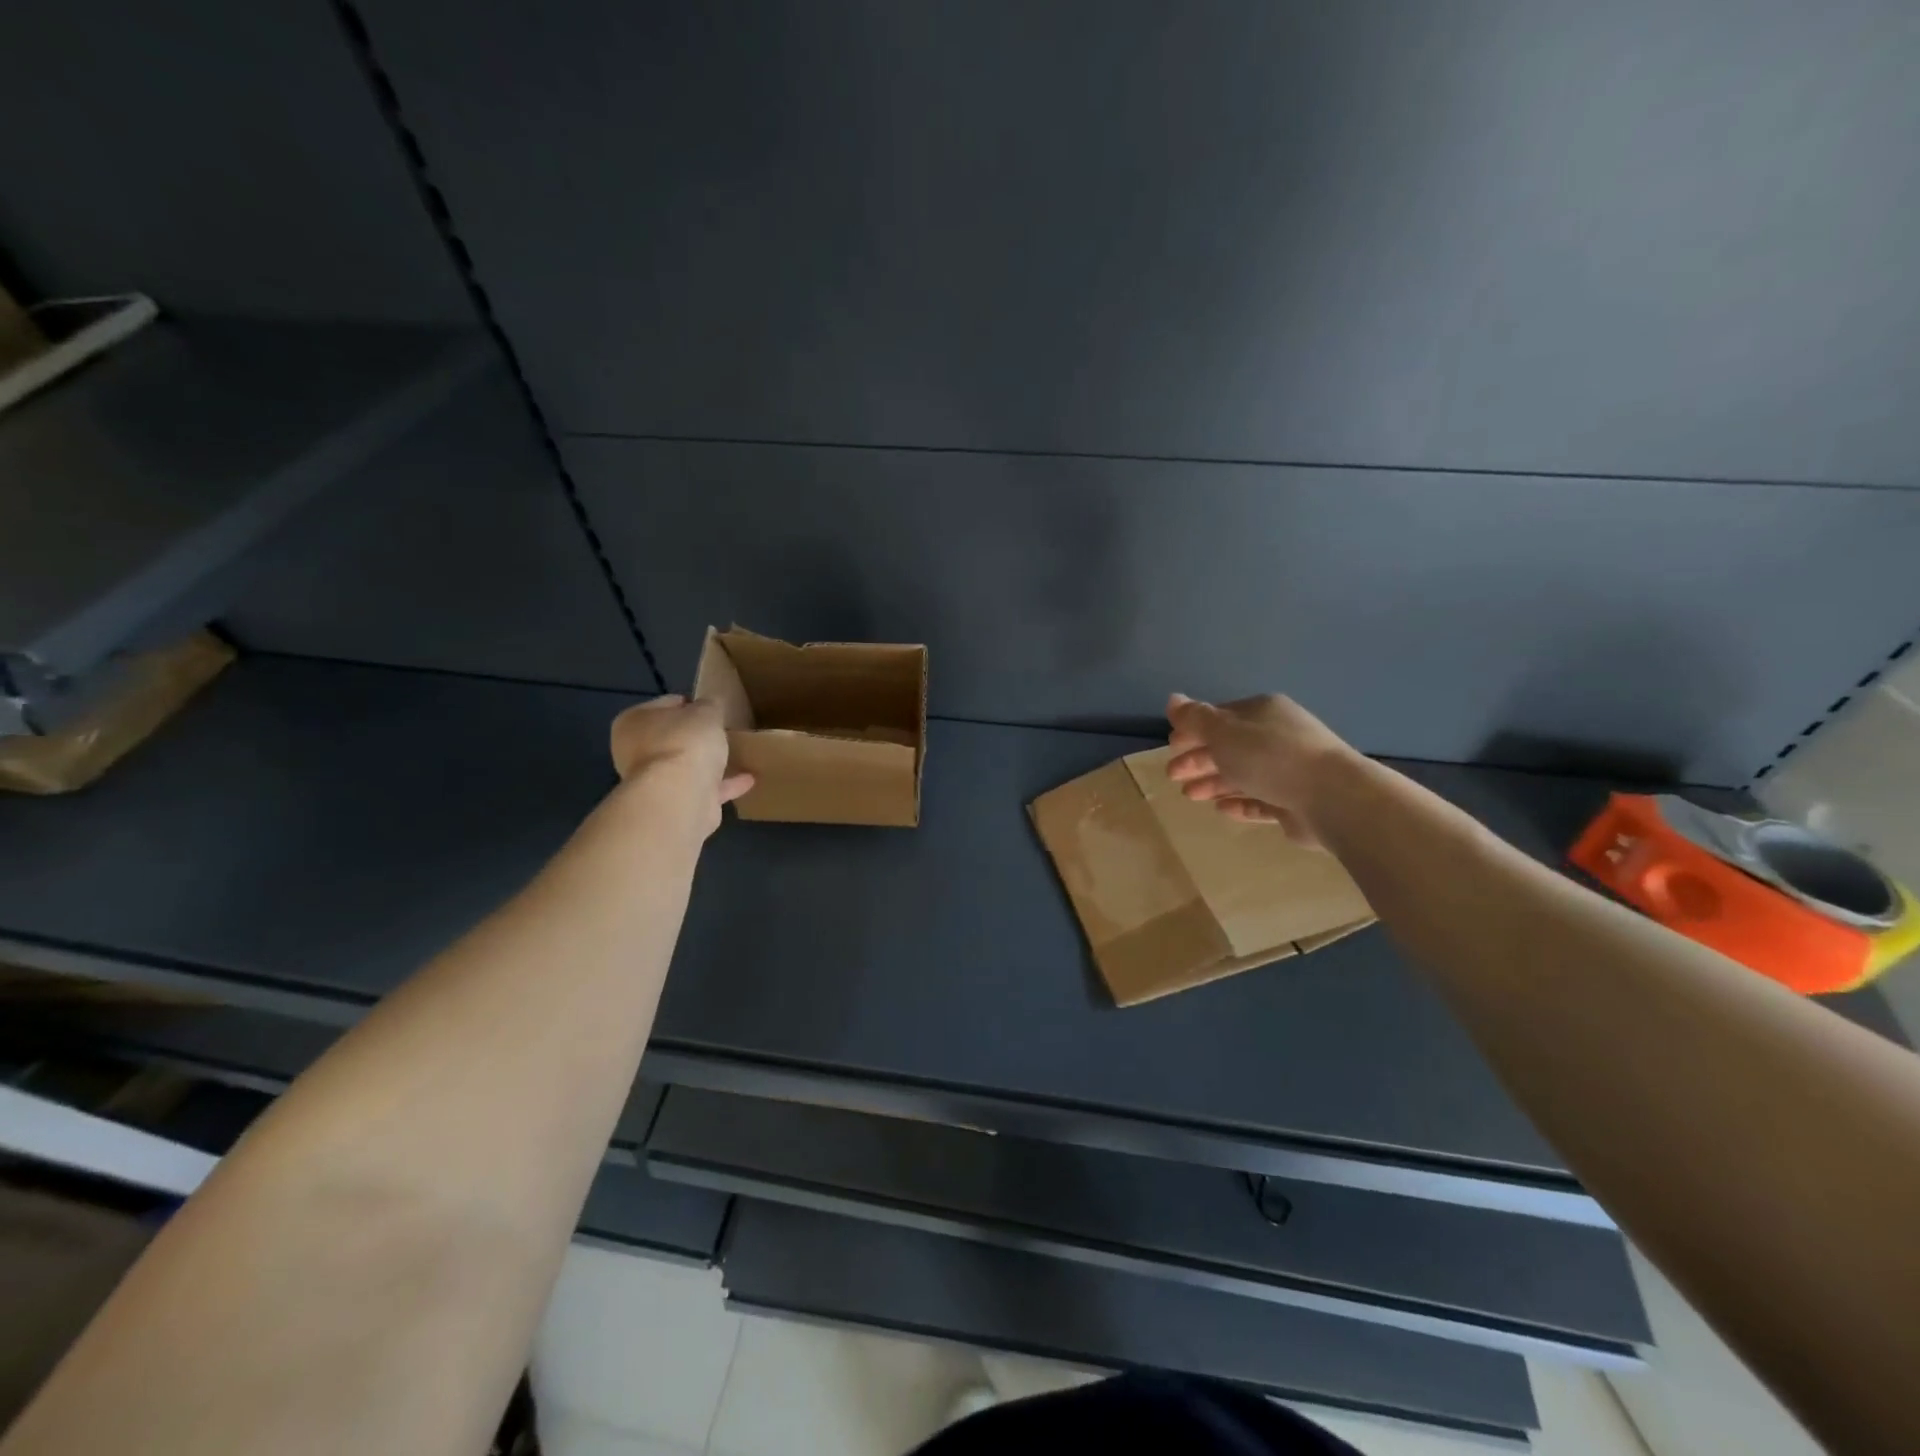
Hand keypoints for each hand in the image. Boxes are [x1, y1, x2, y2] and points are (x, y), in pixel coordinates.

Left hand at [608, 695, 753, 834]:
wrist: (679, 797)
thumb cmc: (685, 743)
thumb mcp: (706, 711)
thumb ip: (710, 706)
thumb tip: (711, 706)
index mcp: (634, 722)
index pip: (665, 705)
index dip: (690, 704)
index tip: (712, 708)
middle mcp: (635, 751)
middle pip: (672, 738)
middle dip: (696, 737)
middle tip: (723, 732)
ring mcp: (653, 782)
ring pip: (684, 767)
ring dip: (708, 763)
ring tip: (737, 755)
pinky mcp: (673, 805)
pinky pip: (702, 790)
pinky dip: (723, 785)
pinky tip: (748, 780)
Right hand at [1165, 692, 1355, 844]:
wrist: (1332, 797)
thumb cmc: (1270, 756)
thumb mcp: (1224, 732)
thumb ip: (1195, 719)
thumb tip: (1172, 699)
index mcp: (1262, 712)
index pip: (1220, 717)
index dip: (1193, 730)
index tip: (1171, 747)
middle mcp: (1277, 736)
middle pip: (1230, 746)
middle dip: (1198, 759)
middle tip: (1172, 775)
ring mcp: (1289, 769)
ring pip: (1243, 774)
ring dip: (1214, 782)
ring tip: (1190, 796)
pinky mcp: (1296, 801)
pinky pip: (1261, 799)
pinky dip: (1239, 801)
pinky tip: (1221, 809)